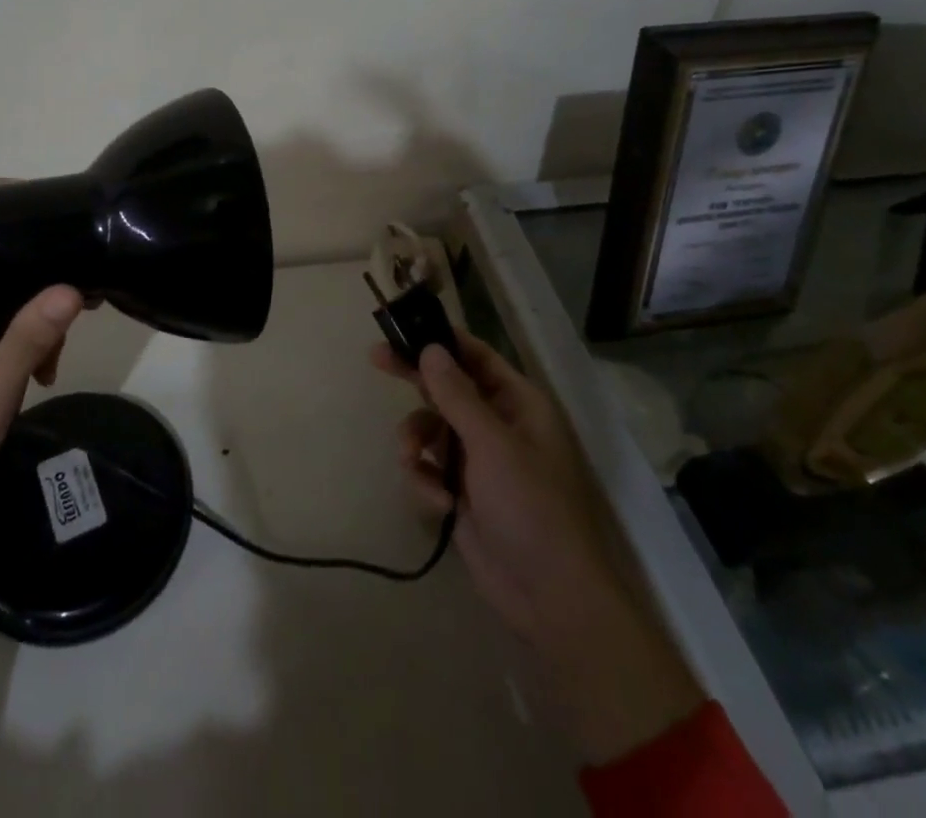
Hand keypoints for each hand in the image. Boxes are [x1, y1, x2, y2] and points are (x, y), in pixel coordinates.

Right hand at [373, 335, 703, 764]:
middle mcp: (498, 424)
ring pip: (431, 428)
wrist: (549, 598)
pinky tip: (437, 503)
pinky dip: (425, 480)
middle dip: (414, 379)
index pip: (475, 356)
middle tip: (375, 359)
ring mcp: (479, 460)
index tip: (403, 328)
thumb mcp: (492, 445)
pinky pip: (429, 468)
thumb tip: (431, 349)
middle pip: (447, 387)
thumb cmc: (531, 507)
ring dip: (416, 441)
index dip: (440, 339)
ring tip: (413, 461)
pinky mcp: (462, 493)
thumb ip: (456, 395)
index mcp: (518, 404)